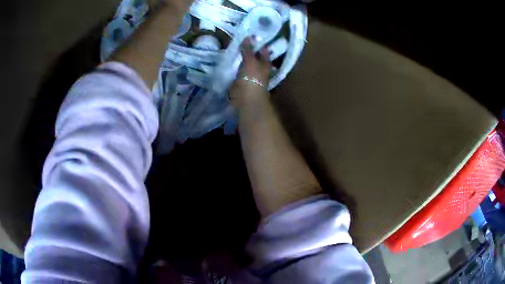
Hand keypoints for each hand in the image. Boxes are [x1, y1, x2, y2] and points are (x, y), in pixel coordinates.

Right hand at [229, 37, 271, 106]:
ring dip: (240, 58)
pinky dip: (235, 66)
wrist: (245, 99)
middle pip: (254, 56)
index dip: (257, 42)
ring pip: (245, 63)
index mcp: (265, 63)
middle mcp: (260, 68)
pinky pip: (238, 70)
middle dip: (247, 50)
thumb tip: (248, 37)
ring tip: (231, 48)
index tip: (248, 35)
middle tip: (237, 40)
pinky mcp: (242, 81)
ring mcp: (251, 75)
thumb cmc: (252, 78)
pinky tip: (229, 60)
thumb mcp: (250, 60)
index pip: (262, 49)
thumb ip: (248, 49)